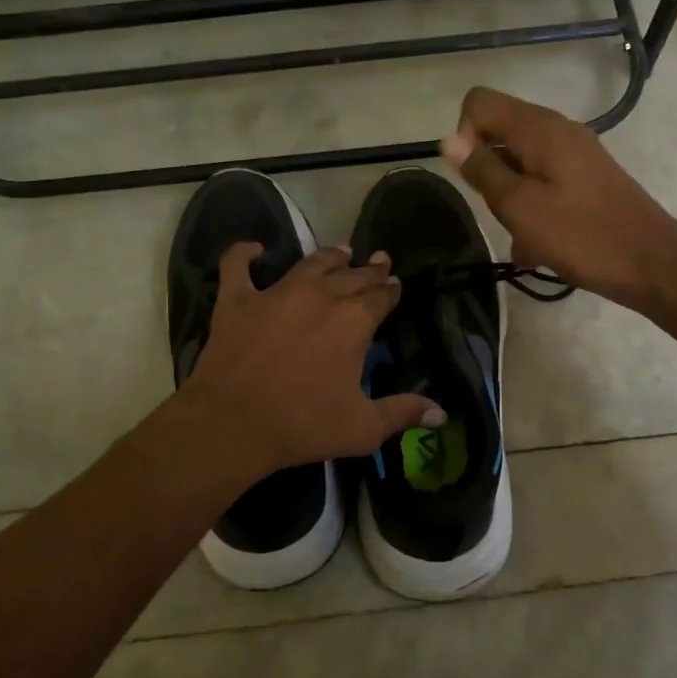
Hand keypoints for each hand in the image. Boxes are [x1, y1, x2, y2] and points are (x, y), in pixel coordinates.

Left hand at [178, 244, 443, 480]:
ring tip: (341, 252)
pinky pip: (238, 265)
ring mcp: (276, 292)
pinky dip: (244, 254)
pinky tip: (254, 250)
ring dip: (329, 256)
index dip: (391, 289)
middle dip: (369, 269)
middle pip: (352, 275)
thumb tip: (442, 415)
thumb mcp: (363, 428)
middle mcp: (320, 295)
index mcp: (354, 320)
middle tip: (378, 261)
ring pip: (310, 263)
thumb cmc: (303, 425)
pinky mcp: (238, 299)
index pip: (382, 295)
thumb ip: (403, 413)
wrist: (233, 423)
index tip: (396, 284)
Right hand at [441, 86, 676, 307]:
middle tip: (502, 212)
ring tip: (522, 237)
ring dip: (509, 196)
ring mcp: (574, 153)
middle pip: (498, 131)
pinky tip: (538, 245)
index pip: (479, 103)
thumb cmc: (582, 236)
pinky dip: (531, 206)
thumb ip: (482, 170)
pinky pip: (542, 180)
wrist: (652, 263)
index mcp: (539, 128)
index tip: (475, 178)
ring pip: (519, 161)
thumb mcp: (520, 207)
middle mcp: (557, 130)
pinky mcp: (585, 177)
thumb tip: (448, 139)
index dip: (464, 136)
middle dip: (487, 171)